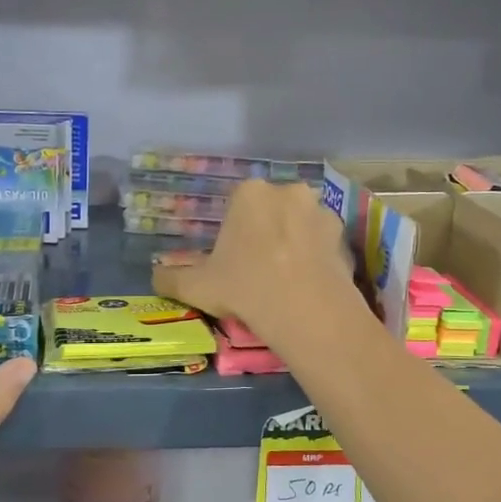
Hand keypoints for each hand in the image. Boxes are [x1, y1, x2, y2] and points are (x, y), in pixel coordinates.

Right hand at [150, 179, 353, 342]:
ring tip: (286, 282)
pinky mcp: (345, 238)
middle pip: (271, 212)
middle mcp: (288, 192)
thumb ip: (170, 277)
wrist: (304, 309)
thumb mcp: (195, 286)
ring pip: (300, 227)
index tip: (232, 262)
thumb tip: (155, 275)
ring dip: (294, 244)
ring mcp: (322, 212)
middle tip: (258, 272)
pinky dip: (316, 260)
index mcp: (249, 193)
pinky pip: (324, 246)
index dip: (233, 235)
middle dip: (266, 234)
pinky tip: (307, 287)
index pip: (237, 206)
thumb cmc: (243, 286)